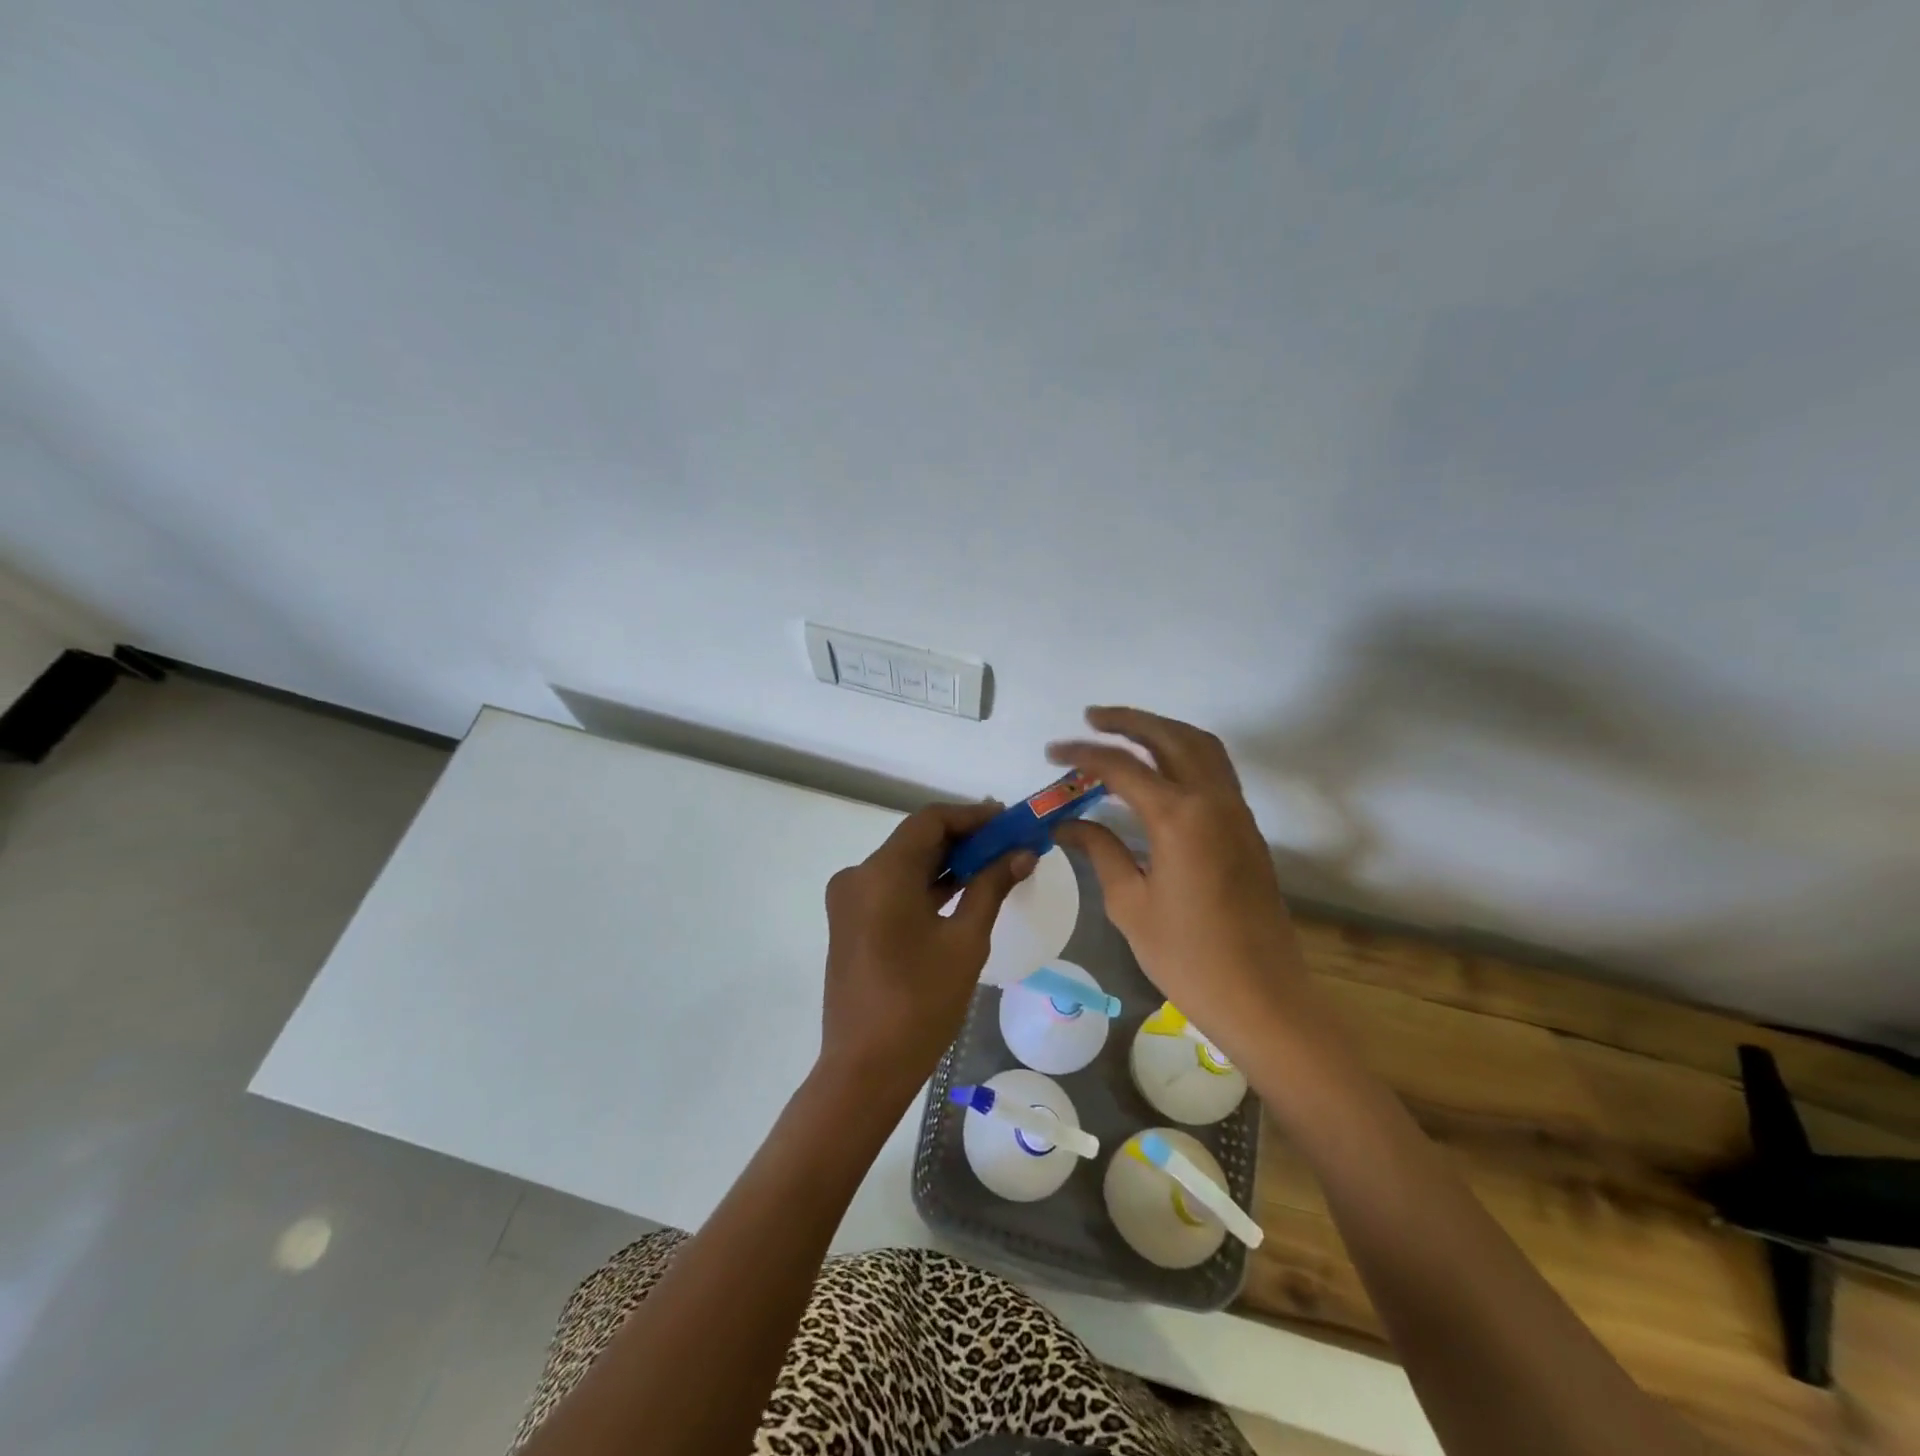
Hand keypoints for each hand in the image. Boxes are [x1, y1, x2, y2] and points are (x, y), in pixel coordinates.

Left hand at [818, 802, 1034, 1101]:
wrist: (866, 1069)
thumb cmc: (920, 1003)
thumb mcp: (965, 941)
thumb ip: (991, 887)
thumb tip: (1022, 853)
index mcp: (881, 873)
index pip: (930, 821)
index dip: (972, 816)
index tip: (1009, 820)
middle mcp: (858, 876)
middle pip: (916, 840)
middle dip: (964, 838)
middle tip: (1009, 842)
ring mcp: (850, 900)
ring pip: (905, 864)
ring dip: (947, 862)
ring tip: (995, 863)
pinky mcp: (851, 922)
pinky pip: (893, 888)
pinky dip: (927, 884)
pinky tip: (963, 889)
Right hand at [1048, 707, 1305, 1058]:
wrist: (1262, 997)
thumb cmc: (1187, 957)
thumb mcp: (1130, 904)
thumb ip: (1100, 851)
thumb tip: (1065, 824)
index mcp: (1178, 817)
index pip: (1122, 767)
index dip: (1083, 754)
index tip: (1052, 752)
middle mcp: (1212, 801)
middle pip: (1170, 738)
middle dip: (1129, 721)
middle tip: (1091, 718)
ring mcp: (1236, 812)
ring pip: (1201, 747)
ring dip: (1162, 730)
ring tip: (1126, 732)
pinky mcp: (1246, 829)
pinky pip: (1216, 770)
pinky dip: (1185, 753)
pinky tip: (1160, 770)